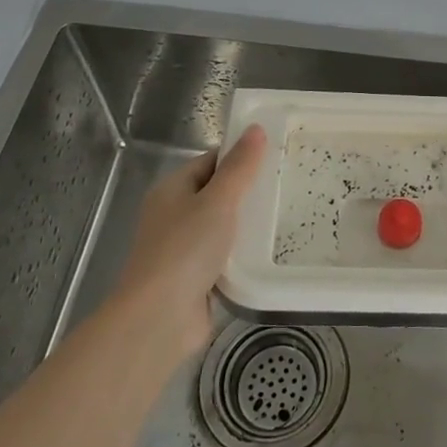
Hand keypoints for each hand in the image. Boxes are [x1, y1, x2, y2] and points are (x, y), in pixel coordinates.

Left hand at [113, 125, 267, 354]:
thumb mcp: (218, 201)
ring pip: (223, 226)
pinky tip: (270, 251)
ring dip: (248, 225)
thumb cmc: (185, 249)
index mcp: (172, 190)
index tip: (276, 156)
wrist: (159, 318)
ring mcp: (183, 248)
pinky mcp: (195, 277)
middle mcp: (174, 215)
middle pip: (217, 193)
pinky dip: (243, 254)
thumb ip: (240, 167)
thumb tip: (255, 129)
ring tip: (287, 214)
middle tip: (287, 185)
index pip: (210, 161)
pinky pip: (225, 256)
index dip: (240, 157)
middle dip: (248, 191)